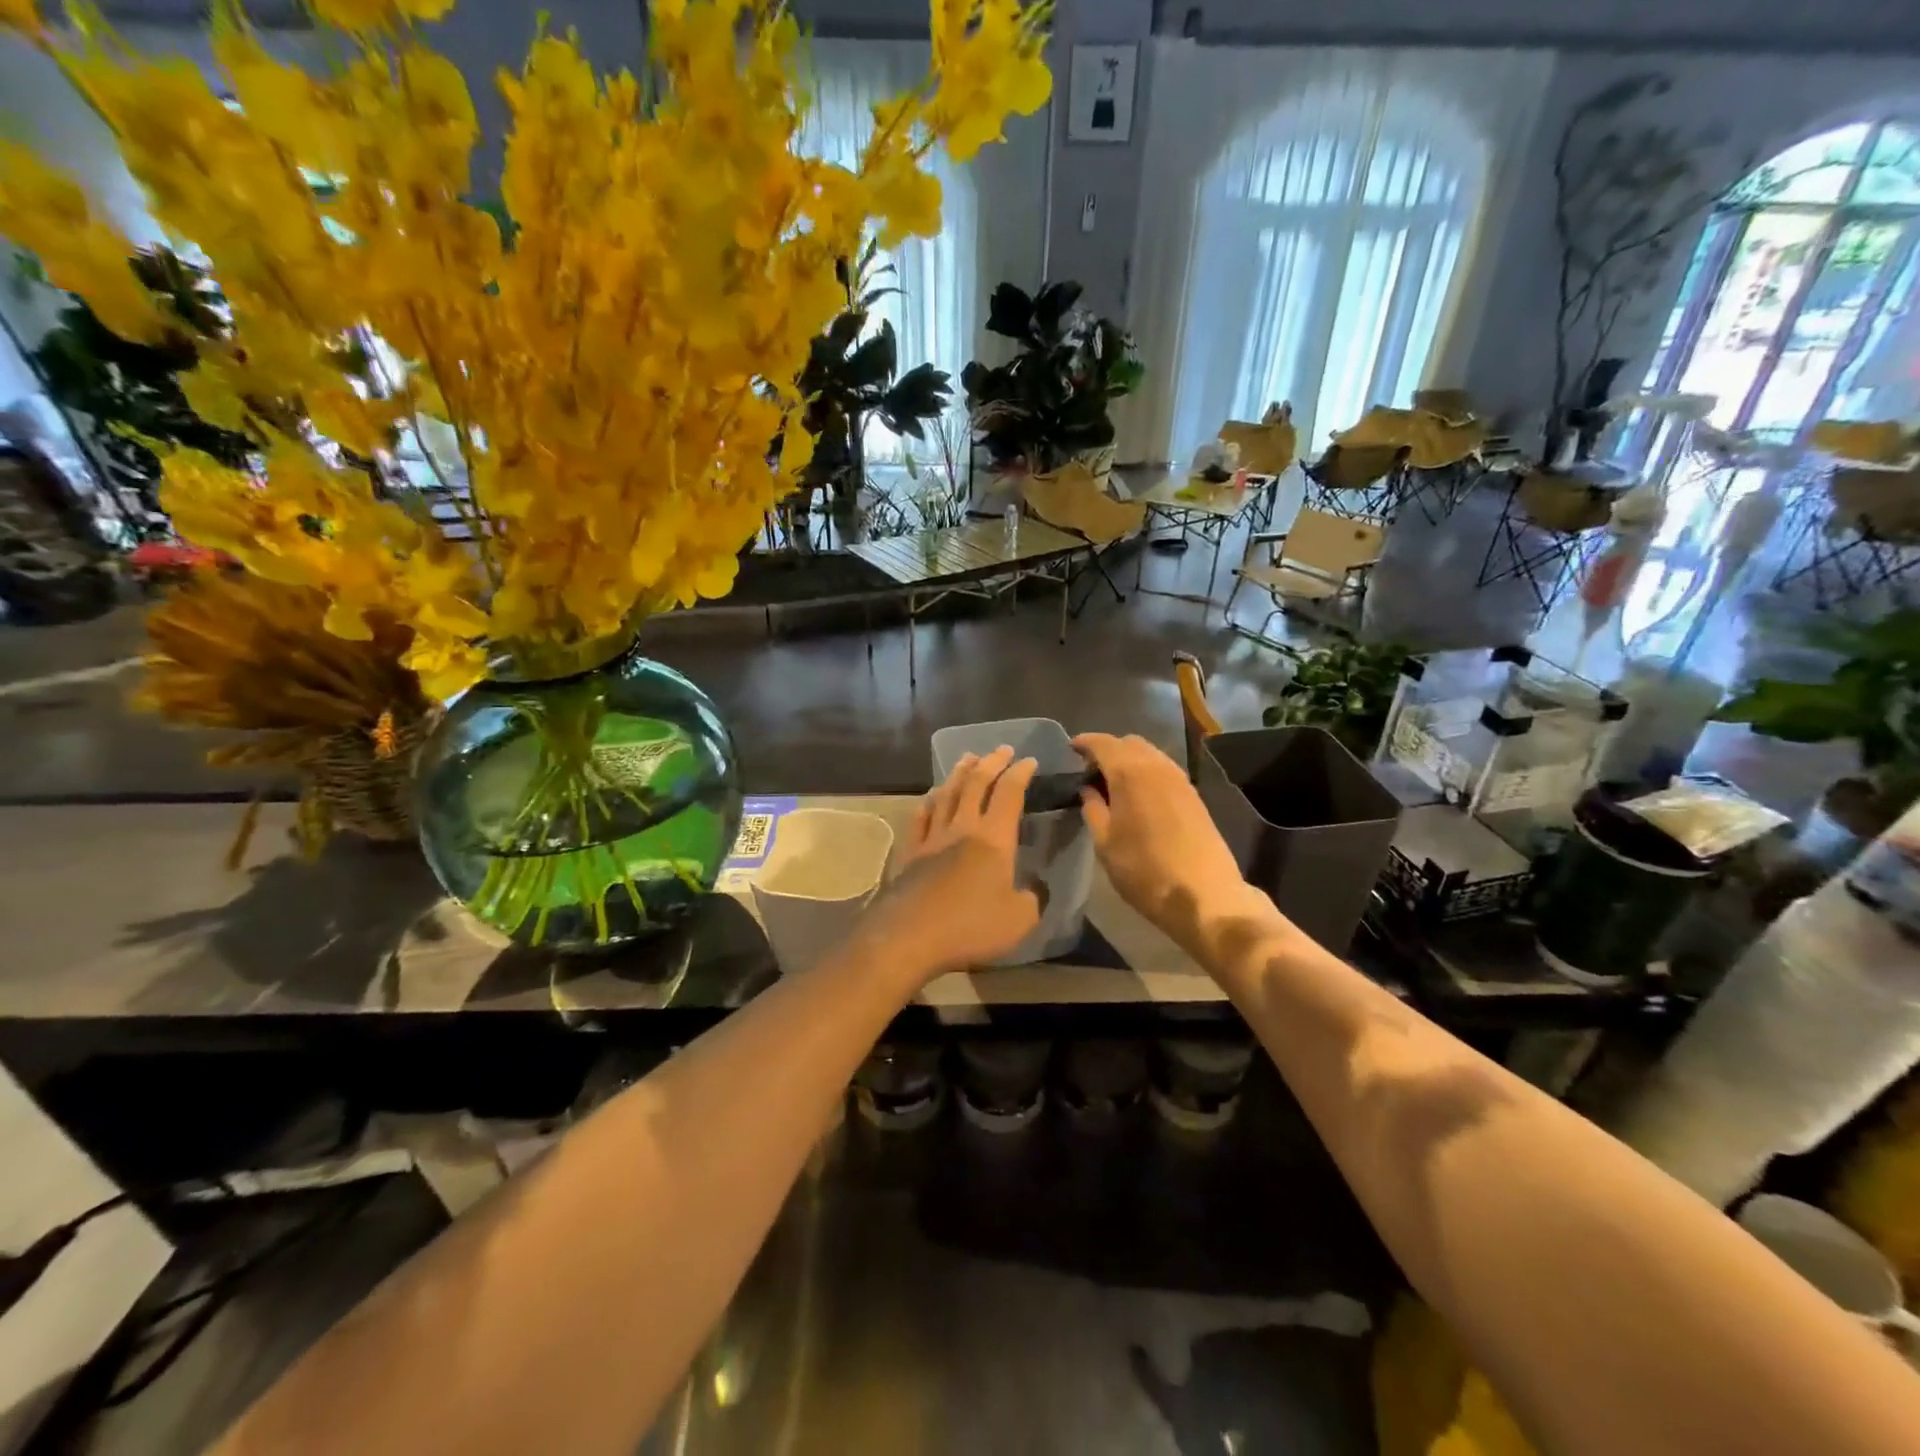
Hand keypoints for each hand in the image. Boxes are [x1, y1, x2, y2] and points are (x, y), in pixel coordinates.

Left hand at [855, 745, 1041, 983]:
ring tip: (967, 759)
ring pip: (946, 794)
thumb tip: (1035, 888)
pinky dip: (927, 803)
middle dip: (991, 763)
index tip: (1029, 761)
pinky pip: (920, 819)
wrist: (909, 936)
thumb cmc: (970, 926)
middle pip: (976, 784)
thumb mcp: (1019, 919)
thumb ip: (1033, 899)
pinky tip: (929, 797)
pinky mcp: (911, 853)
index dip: (1020, 774)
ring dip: (959, 774)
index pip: (1009, 794)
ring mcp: (932, 838)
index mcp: (994, 839)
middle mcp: (962, 828)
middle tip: (1001, 749)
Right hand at [1071, 733, 1254, 949]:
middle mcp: (1157, 767)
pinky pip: (1164, 770)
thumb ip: (1093, 809)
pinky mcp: (1194, 795)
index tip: (1071, 749)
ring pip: (1150, 754)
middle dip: (1108, 750)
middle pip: (1129, 743)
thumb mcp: (1105, 844)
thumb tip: (1088, 790)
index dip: (1084, 742)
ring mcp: (1180, 779)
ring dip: (1130, 760)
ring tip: (1114, 783)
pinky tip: (1139, 795)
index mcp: (1130, 773)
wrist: (1203, 894)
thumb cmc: (1144, 871)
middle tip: (1091, 771)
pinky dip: (1147, 772)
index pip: (1103, 743)